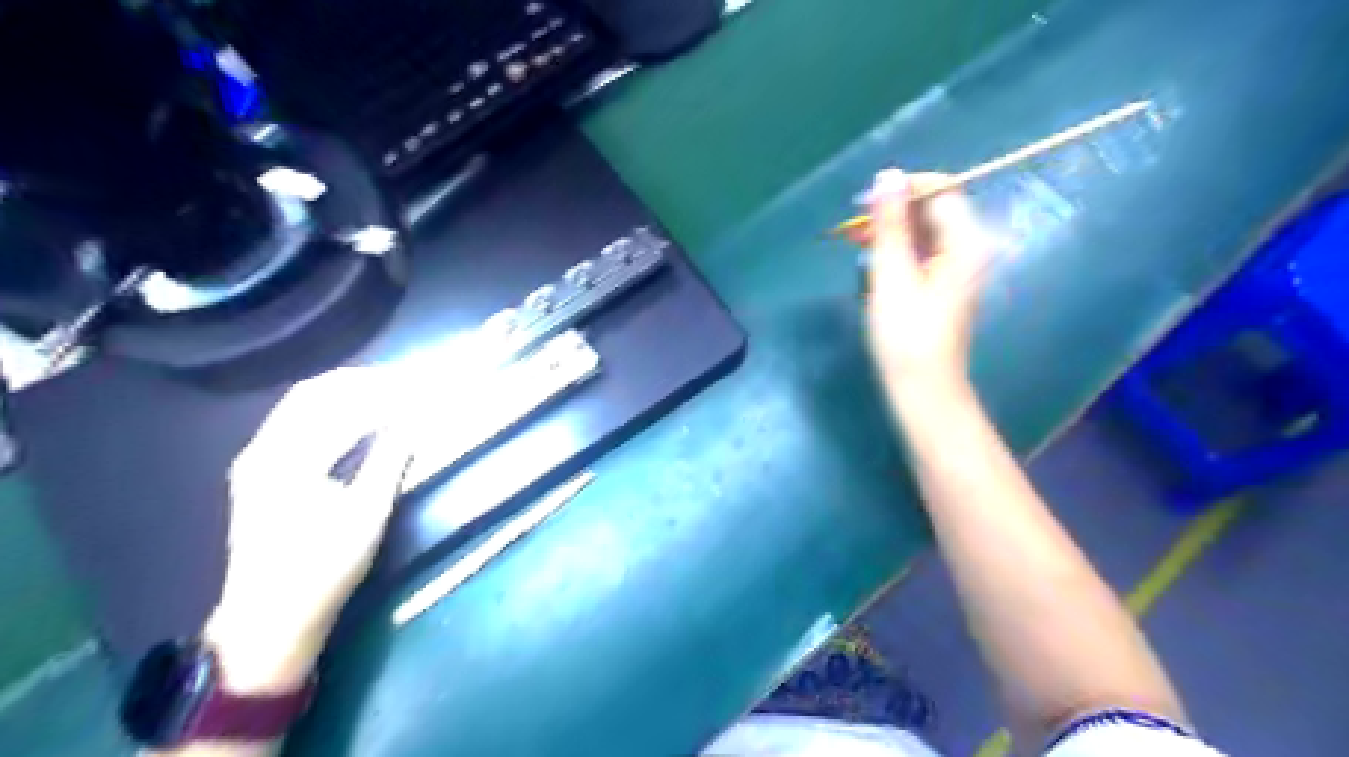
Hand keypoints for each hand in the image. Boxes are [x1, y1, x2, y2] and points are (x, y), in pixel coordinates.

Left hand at [202, 370, 408, 693]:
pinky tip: (356, 415)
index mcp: (288, 460)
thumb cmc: (324, 569)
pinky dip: (330, 409)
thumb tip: (414, 419)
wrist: (269, 619)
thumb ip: (389, 458)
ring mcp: (255, 460)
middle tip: (406, 381)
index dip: (386, 392)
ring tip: (389, 391)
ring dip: (346, 392)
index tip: (421, 387)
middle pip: (314, 393)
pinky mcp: (257, 471)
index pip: (343, 406)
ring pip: (302, 405)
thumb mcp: (367, 514)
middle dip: (363, 381)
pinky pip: (295, 421)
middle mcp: (263, 450)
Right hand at [864, 169, 988, 393]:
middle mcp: (969, 248)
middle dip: (893, 213)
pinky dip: (897, 253)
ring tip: (856, 248)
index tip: (865, 206)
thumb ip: (890, 224)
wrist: (924, 390)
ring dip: (891, 234)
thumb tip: (888, 174)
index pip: (941, 189)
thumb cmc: (906, 337)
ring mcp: (958, 268)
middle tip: (853, 231)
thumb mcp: (892, 276)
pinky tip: (874, 268)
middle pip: (933, 209)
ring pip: (924, 232)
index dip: (903, 189)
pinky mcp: (945, 285)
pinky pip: (922, 253)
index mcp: (965, 242)